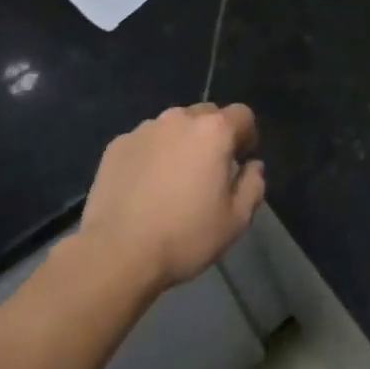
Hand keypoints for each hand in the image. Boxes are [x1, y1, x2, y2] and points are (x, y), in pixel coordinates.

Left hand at [79, 103, 265, 290]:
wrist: (117, 254)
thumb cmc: (185, 236)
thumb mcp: (236, 220)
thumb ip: (253, 185)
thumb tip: (252, 166)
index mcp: (213, 131)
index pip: (242, 115)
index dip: (247, 136)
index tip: (240, 162)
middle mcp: (179, 119)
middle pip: (206, 114)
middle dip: (213, 136)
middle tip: (208, 172)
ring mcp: (144, 129)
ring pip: (173, 126)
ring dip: (181, 143)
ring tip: (173, 180)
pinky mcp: (117, 145)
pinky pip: (146, 141)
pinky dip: (152, 155)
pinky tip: (145, 187)